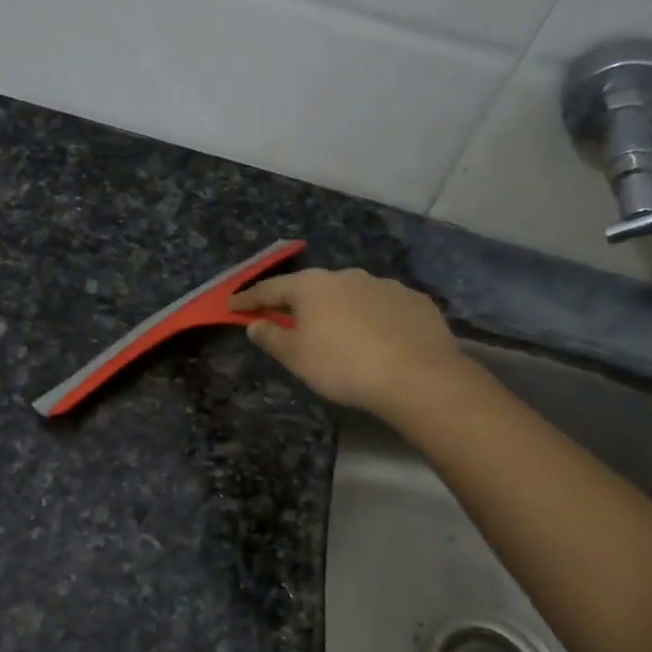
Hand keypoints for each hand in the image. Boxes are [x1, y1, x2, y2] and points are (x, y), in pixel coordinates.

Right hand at [230, 268, 472, 417]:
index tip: (233, 306)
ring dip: (339, 309)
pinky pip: (383, 307)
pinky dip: (373, 318)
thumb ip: (271, 337)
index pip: (271, 288)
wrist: (418, 375)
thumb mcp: (296, 357)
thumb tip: (256, 324)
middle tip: (289, 320)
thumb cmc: (343, 365)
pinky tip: (378, 339)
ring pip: (351, 295)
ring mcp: (385, 285)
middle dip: (299, 303)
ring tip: (339, 333)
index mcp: (313, 286)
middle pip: (313, 288)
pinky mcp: (415, 301)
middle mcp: (347, 276)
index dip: (250, 299)